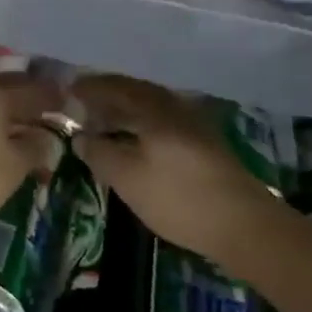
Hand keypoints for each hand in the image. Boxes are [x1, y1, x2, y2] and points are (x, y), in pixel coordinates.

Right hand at [71, 75, 277, 267]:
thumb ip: (99, 153)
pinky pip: (162, 120)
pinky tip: (134, 140)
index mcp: (154, 108)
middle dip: (107, 96)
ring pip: (150, 107)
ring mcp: (193, 124)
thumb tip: (81, 137)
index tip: (68, 90)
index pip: (114, 87)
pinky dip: (141, 123)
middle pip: (135, 92)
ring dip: (125, 110)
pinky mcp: (204, 143)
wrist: (244, 225)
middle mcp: (174, 107)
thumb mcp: (127, 178)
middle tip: (83, 104)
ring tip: (103, 123)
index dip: (89, 88)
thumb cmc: (178, 197)